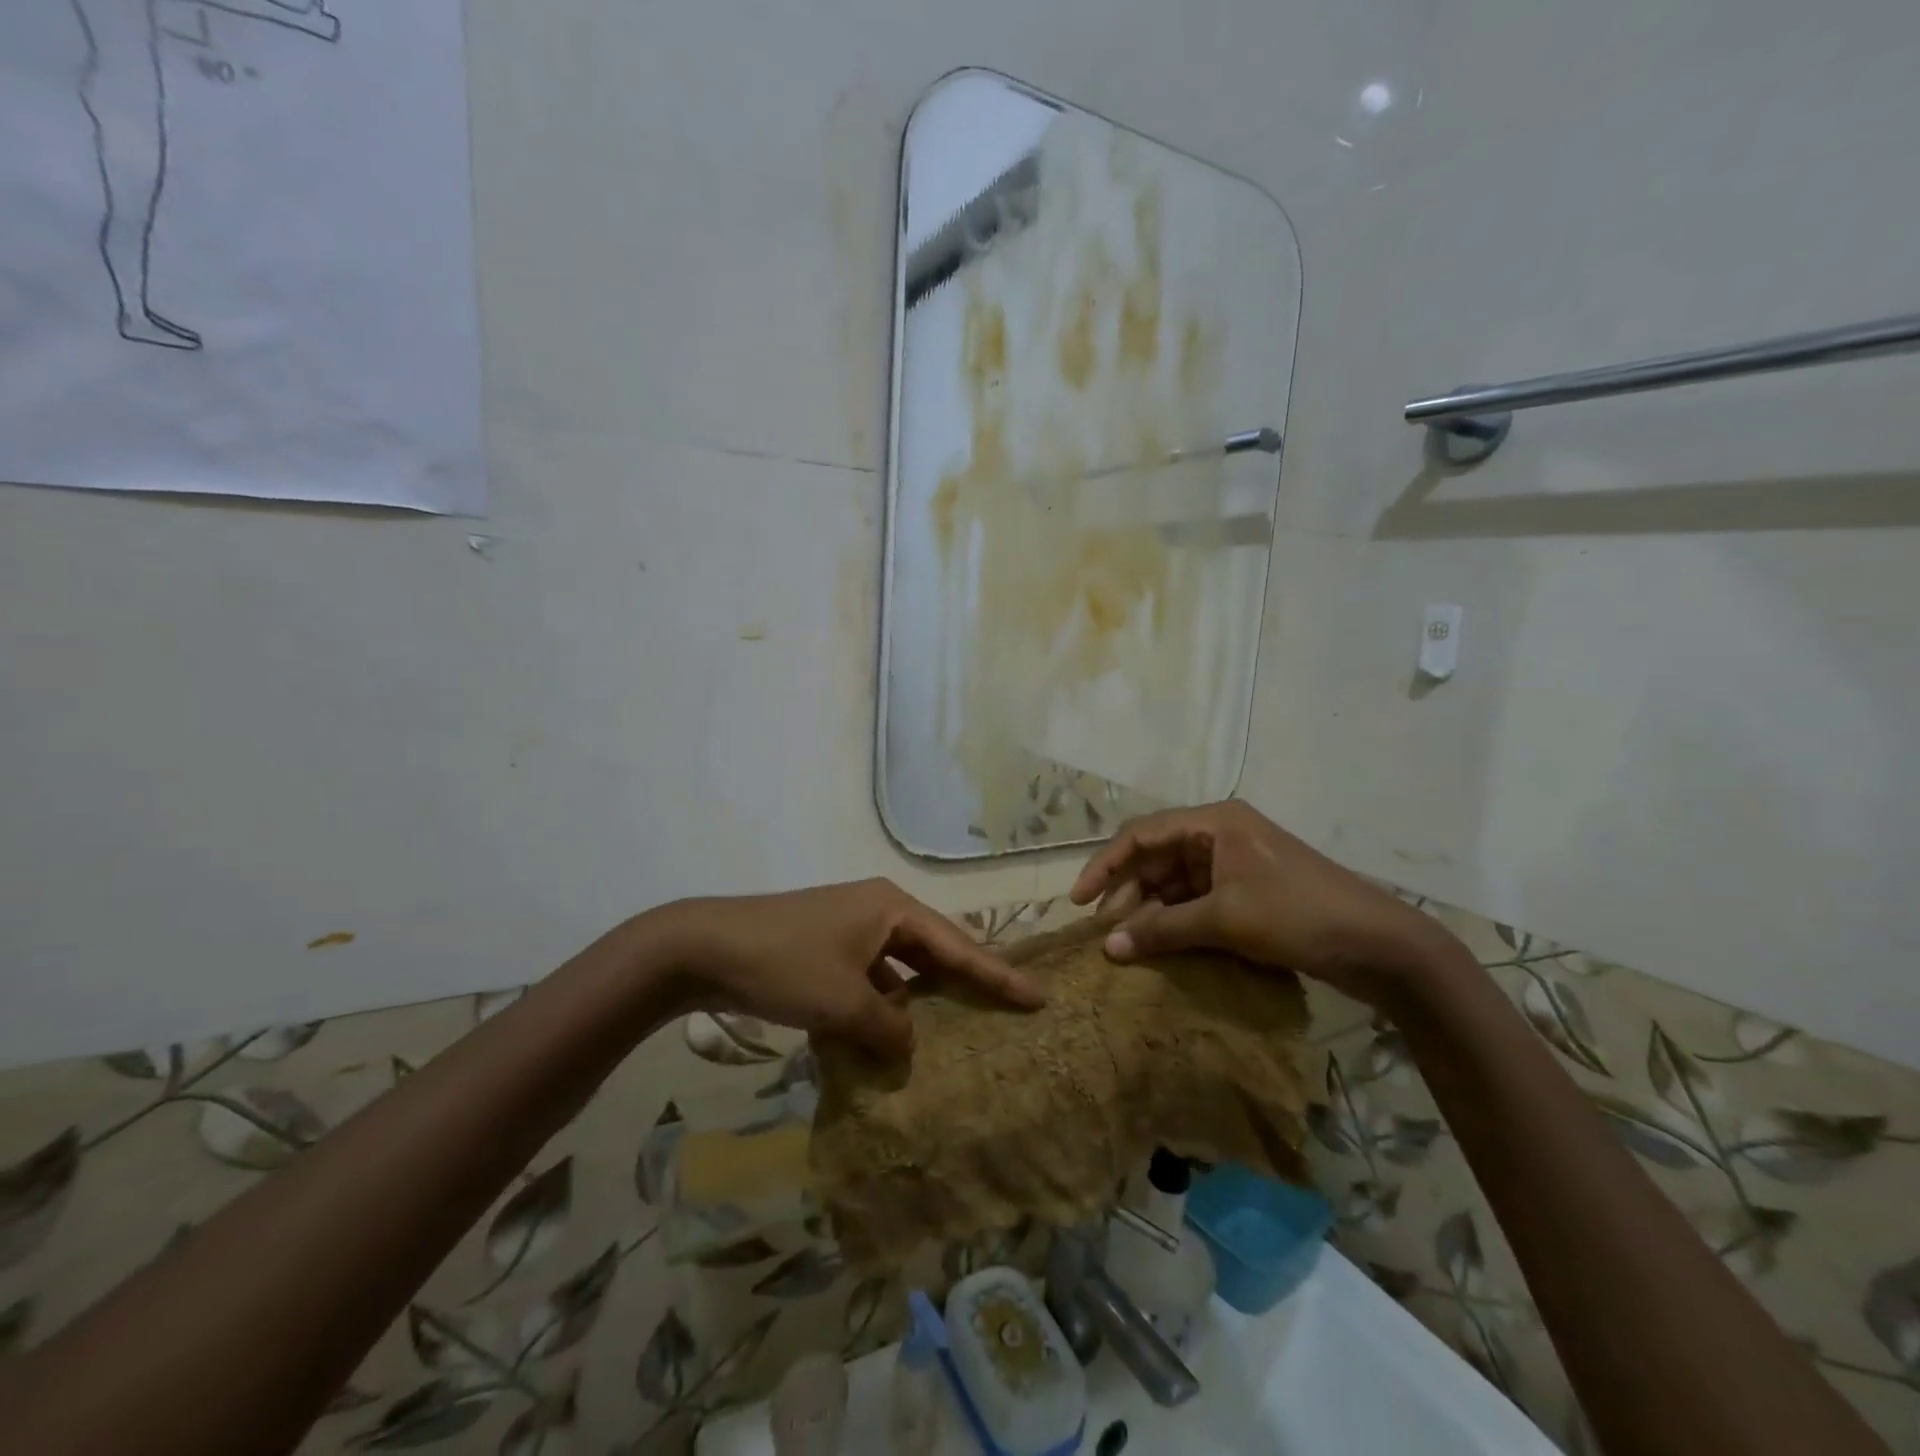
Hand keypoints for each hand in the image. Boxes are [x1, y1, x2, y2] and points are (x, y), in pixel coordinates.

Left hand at [667, 879, 1044, 1058]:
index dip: (998, 974)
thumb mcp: (842, 1003)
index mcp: (892, 908)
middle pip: (934, 950)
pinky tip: (890, 1032)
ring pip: (901, 964)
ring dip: (921, 996)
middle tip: (1006, 1008)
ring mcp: (849, 928)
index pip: (958, 946)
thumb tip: (908, 1043)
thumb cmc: (784, 964)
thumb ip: (887, 1027)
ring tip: (955, 1026)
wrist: (705, 946)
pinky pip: (871, 975)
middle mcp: (877, 910)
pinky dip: (884, 1001)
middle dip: (966, 980)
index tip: (1037, 995)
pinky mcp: (825, 948)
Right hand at [1069, 801, 1455, 1007]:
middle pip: (1156, 858)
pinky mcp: (1247, 892)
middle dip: (1128, 894)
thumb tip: (1107, 948)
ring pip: (1174, 882)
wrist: (1379, 946)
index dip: (1105, 865)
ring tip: (1127, 946)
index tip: (1079, 901)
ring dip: (1150, 911)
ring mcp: (1235, 864)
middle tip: (1104, 934)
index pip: (1142, 834)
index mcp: (1214, 822)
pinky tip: (1159, 945)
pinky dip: (1175, 921)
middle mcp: (1220, 835)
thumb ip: (1161, 930)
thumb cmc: (1297, 915)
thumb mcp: (1224, 920)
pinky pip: (1196, 900)